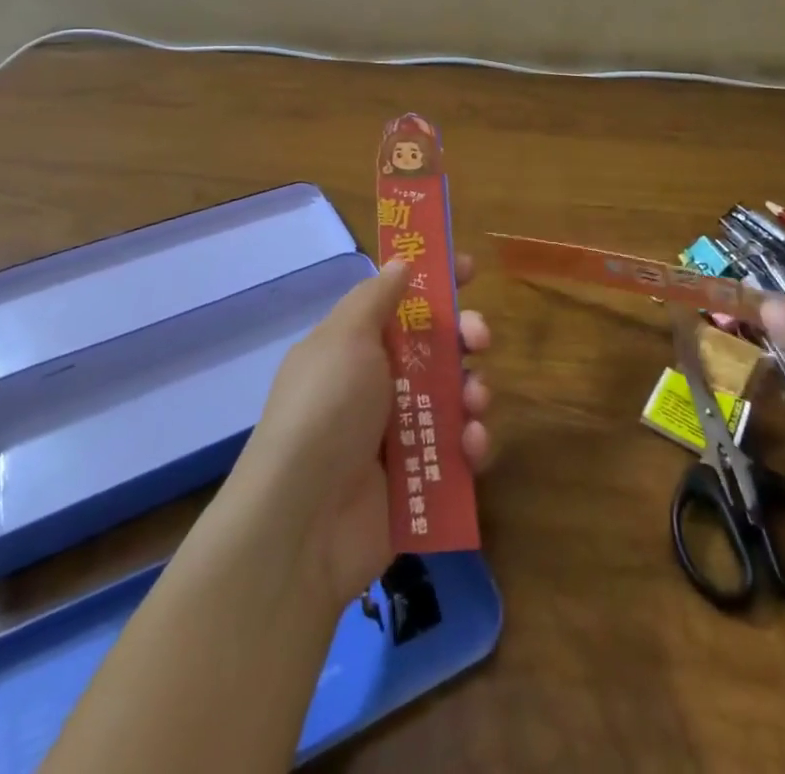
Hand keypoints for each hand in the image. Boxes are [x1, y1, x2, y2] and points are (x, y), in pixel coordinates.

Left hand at [228, 256, 491, 605]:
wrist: (304, 521)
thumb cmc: (325, 409)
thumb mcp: (345, 337)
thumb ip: (376, 296)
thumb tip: (401, 262)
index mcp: (356, 346)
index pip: (401, 302)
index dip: (435, 283)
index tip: (469, 269)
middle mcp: (377, 384)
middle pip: (437, 347)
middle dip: (466, 335)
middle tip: (480, 337)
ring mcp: (398, 433)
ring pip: (454, 396)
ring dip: (473, 391)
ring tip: (473, 403)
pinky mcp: (419, 478)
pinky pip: (457, 450)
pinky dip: (471, 444)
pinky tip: (470, 446)